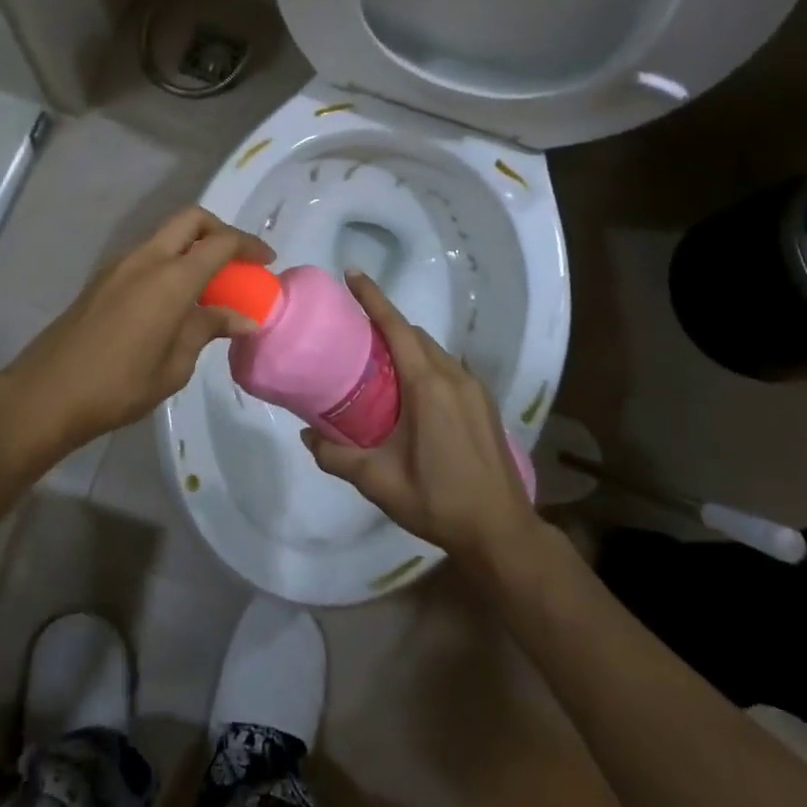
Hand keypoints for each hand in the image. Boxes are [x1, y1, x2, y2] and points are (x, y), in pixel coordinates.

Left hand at [0, 206, 273, 454]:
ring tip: (210, 284)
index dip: (248, 245)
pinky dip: (170, 262)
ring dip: (192, 246)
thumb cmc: (118, 385)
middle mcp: (145, 259)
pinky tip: (176, 299)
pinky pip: (147, 255)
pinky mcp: (103, 279)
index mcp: (170, 278)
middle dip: (220, 230)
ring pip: (166, 235)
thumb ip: (207, 329)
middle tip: (238, 261)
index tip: (267, 262)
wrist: (47, 393)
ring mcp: (119, 265)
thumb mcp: (174, 364)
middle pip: (190, 219)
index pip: (219, 243)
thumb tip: (243, 317)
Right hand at [304, 272, 537, 569]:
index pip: (396, 327)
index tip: (352, 274)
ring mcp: (474, 389)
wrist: (501, 532)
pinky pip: (448, 368)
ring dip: (407, 345)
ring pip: (434, 350)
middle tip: (353, 332)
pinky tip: (410, 392)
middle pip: (415, 334)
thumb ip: (336, 457)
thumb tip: (305, 436)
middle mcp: (454, 377)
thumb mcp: (379, 482)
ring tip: (377, 361)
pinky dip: (425, 363)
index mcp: (428, 386)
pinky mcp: (484, 405)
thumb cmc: (438, 501)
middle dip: (386, 323)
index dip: (373, 297)